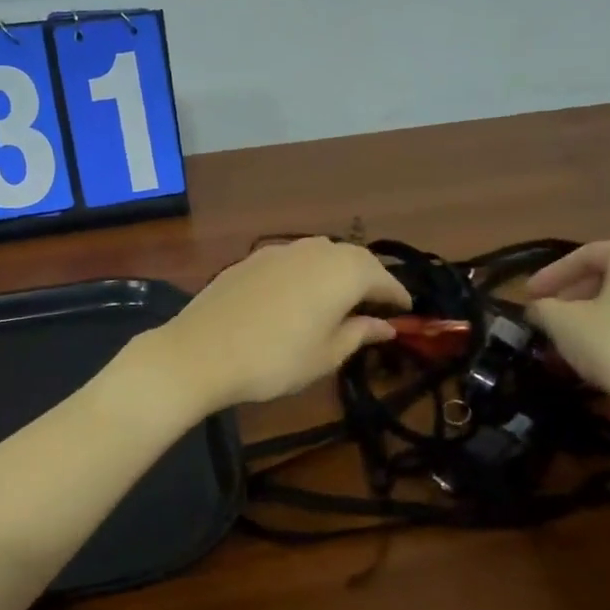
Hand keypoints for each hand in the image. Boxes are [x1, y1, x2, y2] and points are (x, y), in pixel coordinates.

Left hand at [145, 238, 410, 411]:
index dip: (398, 297)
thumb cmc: (276, 359)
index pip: (383, 279)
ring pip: (322, 254)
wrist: (201, 351)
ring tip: (340, 300)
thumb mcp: (326, 355)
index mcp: (344, 271)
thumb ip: (359, 333)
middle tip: (377, 305)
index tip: (407, 312)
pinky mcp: (252, 258)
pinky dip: (307, 274)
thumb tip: (385, 325)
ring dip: (338, 273)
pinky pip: (293, 260)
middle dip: (370, 279)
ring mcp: (281, 250)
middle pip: (354, 259)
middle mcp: (316, 250)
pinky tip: (299, 296)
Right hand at [525, 238, 609, 412]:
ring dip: (589, 314)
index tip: (526, 296)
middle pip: (607, 274)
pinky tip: (593, 351)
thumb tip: (537, 308)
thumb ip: (542, 307)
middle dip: (571, 295)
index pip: (584, 255)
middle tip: (546, 314)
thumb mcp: (562, 322)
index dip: (550, 275)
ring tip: (564, 337)